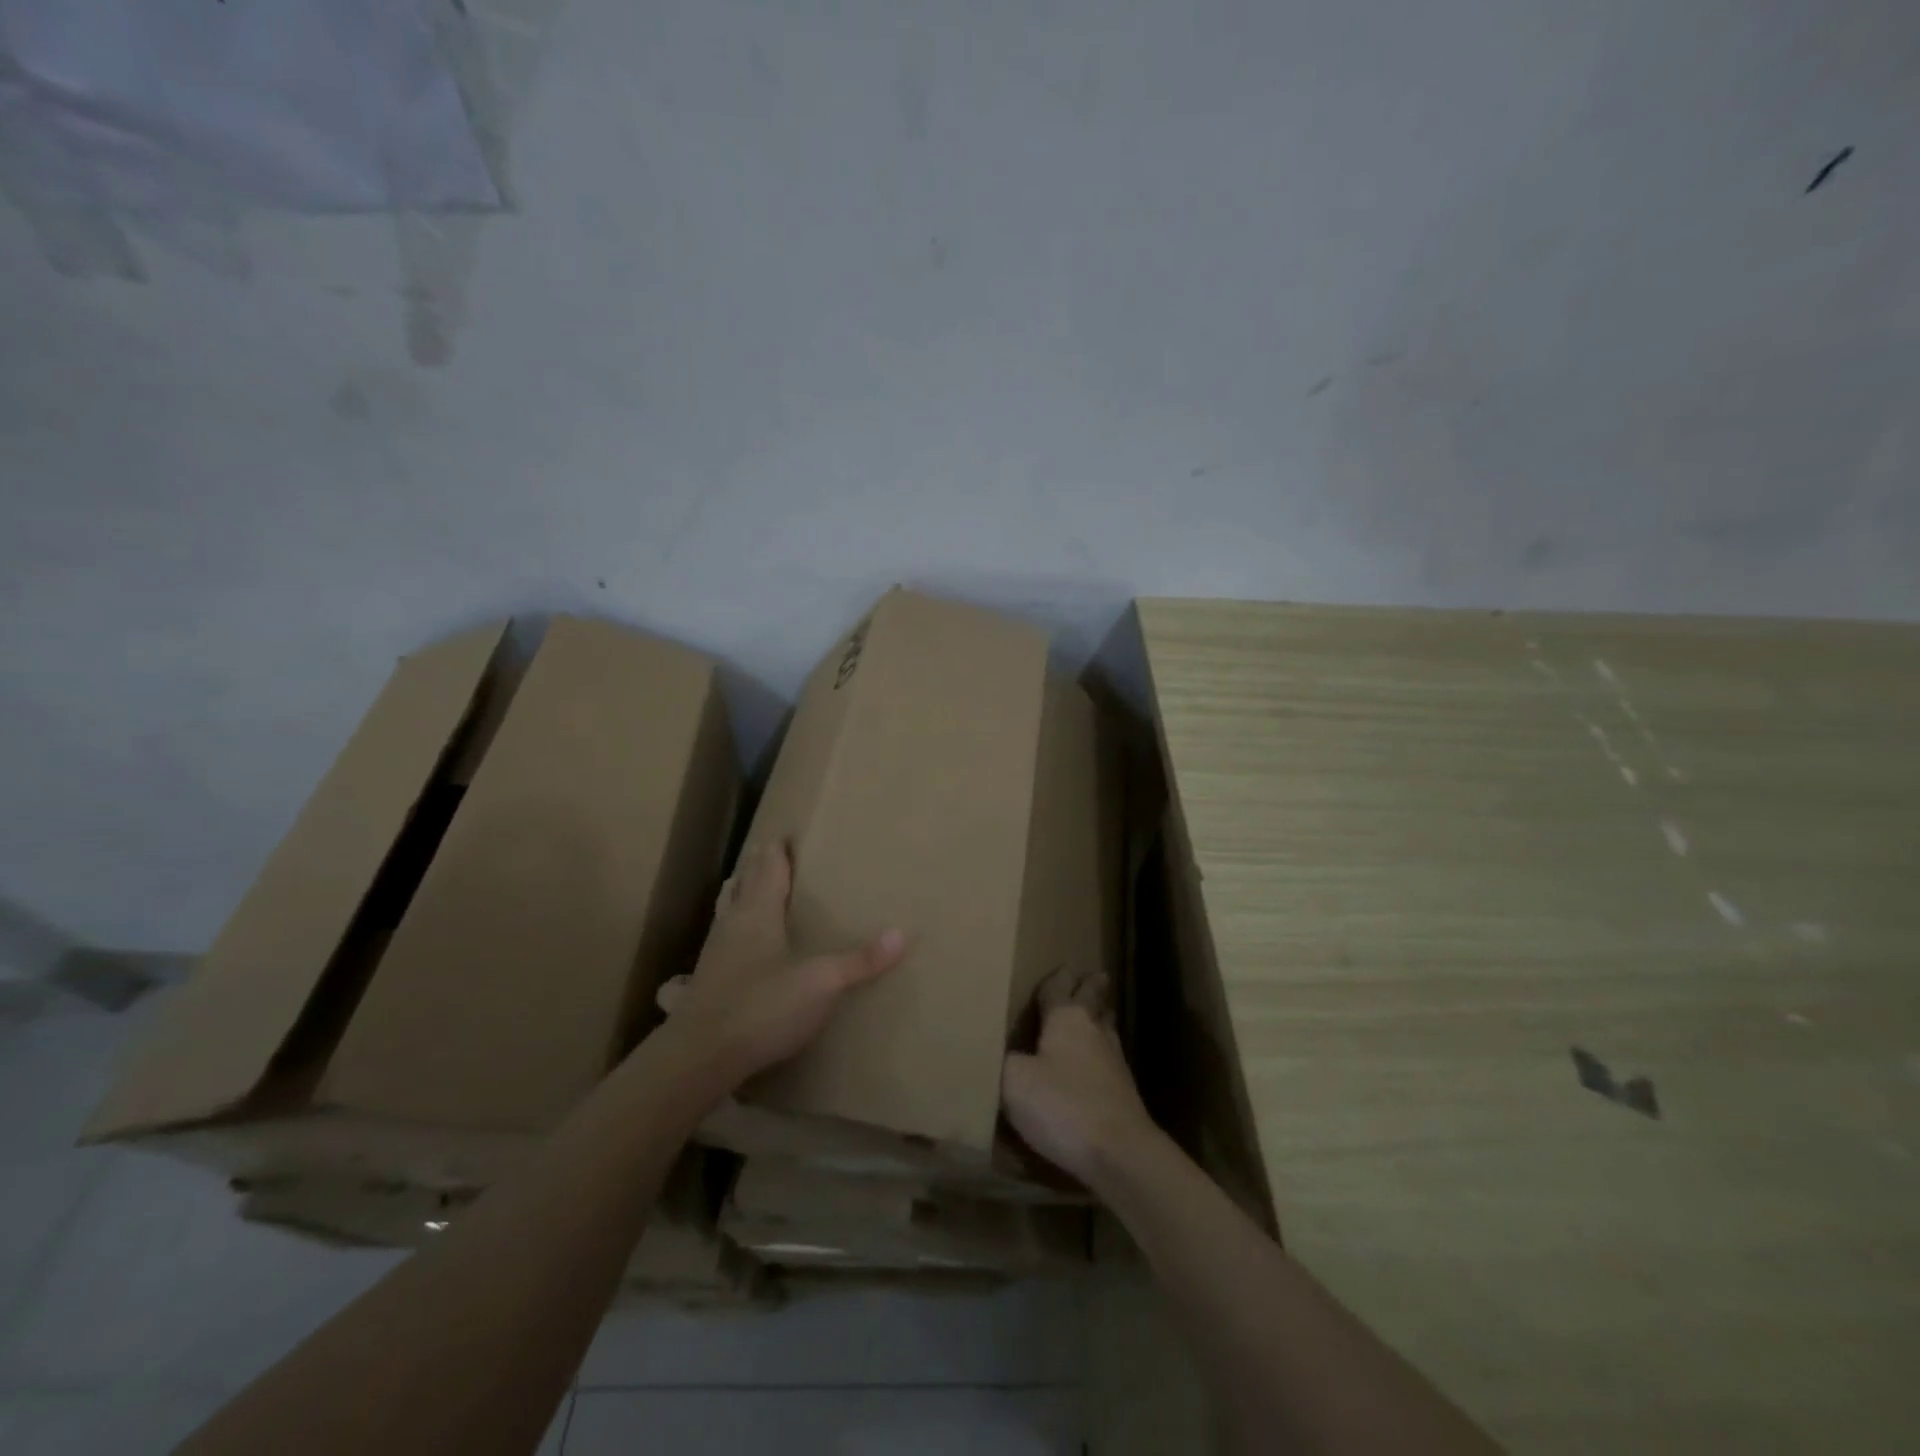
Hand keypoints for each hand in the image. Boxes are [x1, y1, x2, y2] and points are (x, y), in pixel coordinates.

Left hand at [657, 841, 906, 1089]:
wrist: (699, 1057)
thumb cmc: (762, 1007)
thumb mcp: (821, 984)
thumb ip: (860, 961)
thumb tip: (902, 933)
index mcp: (759, 913)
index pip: (768, 868)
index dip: (776, 850)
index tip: (784, 833)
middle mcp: (733, 924)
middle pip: (743, 884)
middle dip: (757, 867)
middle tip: (771, 853)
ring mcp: (714, 954)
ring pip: (727, 911)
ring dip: (739, 896)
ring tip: (749, 888)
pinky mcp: (705, 983)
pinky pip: (721, 943)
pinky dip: (732, 932)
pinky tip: (734, 948)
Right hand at [1001, 968, 1156, 1190]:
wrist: (1119, 1153)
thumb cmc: (1062, 1105)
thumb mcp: (1014, 1081)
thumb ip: (1004, 1061)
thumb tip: (1004, 1053)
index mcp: (1066, 1018)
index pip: (1058, 988)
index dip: (1056, 978)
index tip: (1061, 967)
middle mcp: (1093, 1031)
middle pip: (1094, 1000)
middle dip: (1091, 987)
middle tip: (1094, 976)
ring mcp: (1114, 1061)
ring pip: (1106, 1028)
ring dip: (1100, 1018)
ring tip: (1097, 1013)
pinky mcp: (1124, 1091)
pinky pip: (1109, 1059)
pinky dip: (1101, 1053)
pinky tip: (1096, 1063)